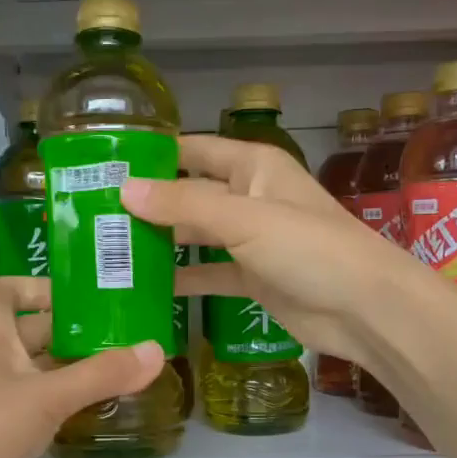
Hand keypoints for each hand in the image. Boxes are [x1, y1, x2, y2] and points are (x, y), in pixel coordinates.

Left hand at [0, 275, 164, 457]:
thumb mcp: (47, 397)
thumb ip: (102, 373)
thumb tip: (156, 349)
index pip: (11, 289)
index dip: (46, 288)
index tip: (89, 301)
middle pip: (30, 329)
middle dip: (74, 332)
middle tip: (125, 337)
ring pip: (32, 368)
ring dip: (68, 368)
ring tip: (119, 371)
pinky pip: (25, 400)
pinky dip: (54, 399)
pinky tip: (86, 410)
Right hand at [121, 134, 430, 366]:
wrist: (363, 308)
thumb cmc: (308, 248)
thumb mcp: (243, 218)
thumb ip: (184, 204)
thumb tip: (124, 189)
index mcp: (253, 167)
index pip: (194, 150)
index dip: (154, 155)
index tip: (105, 165)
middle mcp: (249, 197)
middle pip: (190, 194)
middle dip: (148, 203)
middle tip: (93, 214)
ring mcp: (251, 240)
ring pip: (196, 235)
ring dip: (161, 242)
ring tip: (107, 249)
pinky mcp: (252, 278)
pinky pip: (209, 273)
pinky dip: (183, 278)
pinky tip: (144, 286)